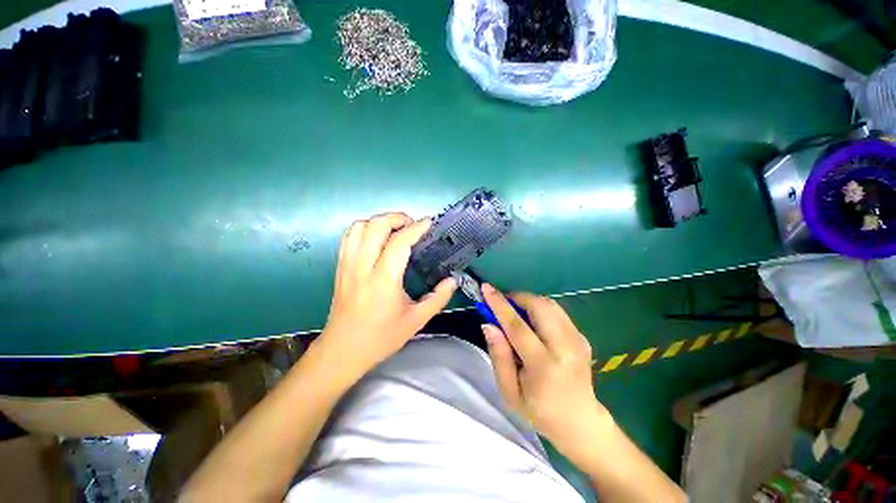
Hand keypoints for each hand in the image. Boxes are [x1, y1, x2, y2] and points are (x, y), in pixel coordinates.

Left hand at [317, 213, 456, 382]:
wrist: (342, 351)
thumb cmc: (380, 338)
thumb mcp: (416, 321)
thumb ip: (437, 299)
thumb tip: (453, 280)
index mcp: (383, 280)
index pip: (399, 242)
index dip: (416, 228)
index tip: (429, 223)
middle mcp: (362, 267)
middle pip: (375, 226)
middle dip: (397, 218)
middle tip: (412, 225)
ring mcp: (347, 265)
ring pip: (359, 227)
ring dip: (379, 221)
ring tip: (395, 229)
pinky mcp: (340, 267)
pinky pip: (348, 237)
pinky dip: (364, 229)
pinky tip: (376, 238)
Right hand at [481, 285, 610, 451]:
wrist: (580, 422)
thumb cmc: (539, 410)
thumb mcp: (509, 391)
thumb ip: (498, 355)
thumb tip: (489, 324)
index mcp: (544, 365)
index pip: (518, 326)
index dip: (499, 304)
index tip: (486, 288)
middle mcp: (565, 347)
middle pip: (539, 306)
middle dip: (516, 297)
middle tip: (502, 304)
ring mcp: (577, 340)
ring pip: (549, 304)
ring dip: (528, 301)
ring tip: (515, 312)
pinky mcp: (581, 336)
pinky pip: (556, 311)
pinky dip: (539, 308)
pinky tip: (531, 322)